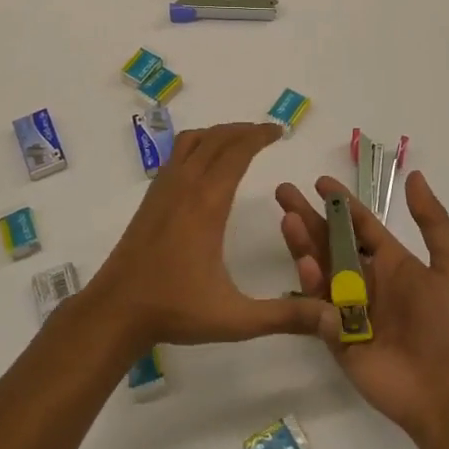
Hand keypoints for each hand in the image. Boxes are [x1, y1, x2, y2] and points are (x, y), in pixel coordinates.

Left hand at [85, 122, 336, 351]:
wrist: (116, 310)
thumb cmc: (175, 309)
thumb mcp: (235, 318)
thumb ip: (285, 316)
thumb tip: (332, 316)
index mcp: (207, 203)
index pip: (236, 152)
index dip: (259, 136)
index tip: (279, 131)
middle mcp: (184, 186)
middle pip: (215, 139)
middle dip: (243, 130)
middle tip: (267, 133)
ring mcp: (163, 189)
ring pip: (192, 142)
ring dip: (218, 134)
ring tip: (239, 141)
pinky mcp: (150, 199)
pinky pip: (176, 155)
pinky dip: (197, 145)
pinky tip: (204, 165)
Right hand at [276, 171, 448, 439]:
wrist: (446, 388)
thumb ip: (433, 221)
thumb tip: (413, 176)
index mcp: (391, 263)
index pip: (360, 225)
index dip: (341, 202)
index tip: (319, 181)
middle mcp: (365, 280)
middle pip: (329, 241)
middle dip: (307, 216)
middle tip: (283, 192)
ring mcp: (347, 309)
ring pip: (318, 269)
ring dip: (303, 243)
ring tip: (288, 221)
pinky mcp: (334, 336)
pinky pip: (316, 306)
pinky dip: (309, 284)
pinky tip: (306, 265)